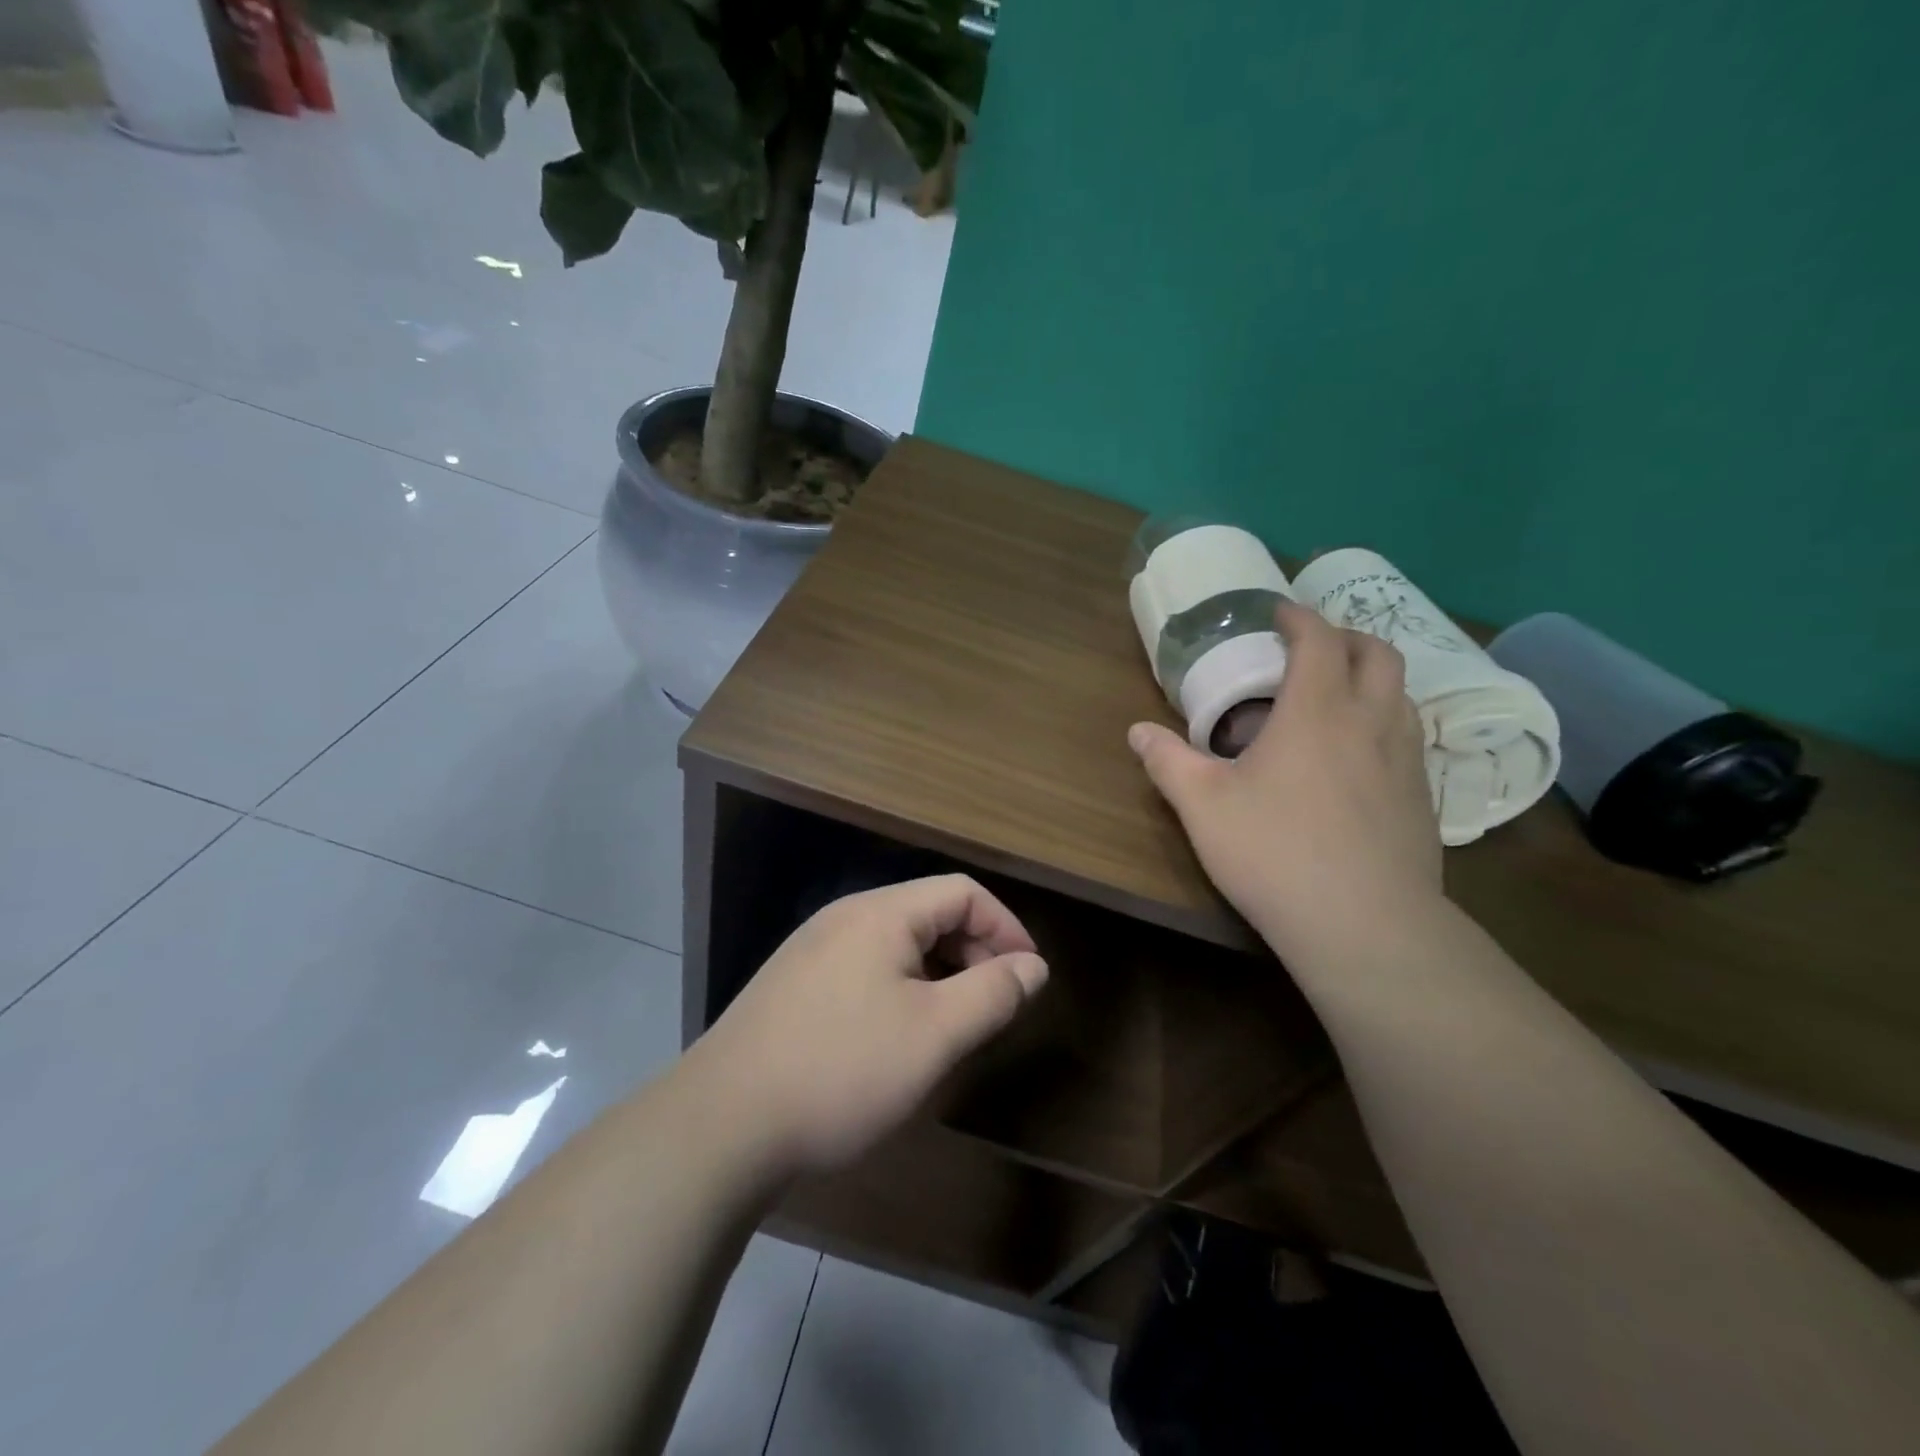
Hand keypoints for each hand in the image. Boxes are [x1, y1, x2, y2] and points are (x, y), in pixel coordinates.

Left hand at [685, 875, 1048, 1178]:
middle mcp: (844, 917)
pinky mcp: (793, 985)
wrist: (721, 1125)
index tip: (1029, 977)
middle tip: (994, 1007)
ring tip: (953, 1026)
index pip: (962, 893)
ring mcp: (812, 949)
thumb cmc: (842, 1071)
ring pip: (897, 944)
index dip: (1006, 927)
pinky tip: (897, 1037)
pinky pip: (866, 968)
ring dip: (939, 974)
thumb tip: (1032, 965)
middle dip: (974, 952)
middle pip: (929, 913)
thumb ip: (992, 993)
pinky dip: (901, 989)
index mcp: (881, 913)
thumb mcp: (934, 1035)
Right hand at [1129, 600, 1442, 961]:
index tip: (1278, 612)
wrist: (1365, 924)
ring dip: (1371, 679)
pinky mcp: (1423, 798)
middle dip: (1346, 637)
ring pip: (1402, 694)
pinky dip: (1385, 723)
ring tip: (1337, 698)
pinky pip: (1409, 737)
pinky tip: (1358, 759)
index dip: (1298, 617)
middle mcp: (1371, 721)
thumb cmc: (1275, 852)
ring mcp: (1407, 759)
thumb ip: (1168, 762)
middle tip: (1312, 648)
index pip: (1319, 639)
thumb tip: (1137, 732)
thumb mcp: (1203, 806)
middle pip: (1377, 653)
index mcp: (1317, 710)